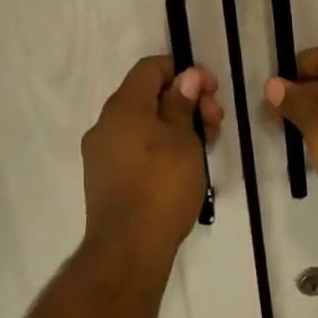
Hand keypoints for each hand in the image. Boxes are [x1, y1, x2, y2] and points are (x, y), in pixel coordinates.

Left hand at [81, 55, 222, 263]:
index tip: (211, 90)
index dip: (183, 71)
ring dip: (176, 125)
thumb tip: (186, 78)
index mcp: (123, 106)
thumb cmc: (162, 185)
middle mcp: (106, 124)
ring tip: (206, 146)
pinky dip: (160, 145)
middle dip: (185, 101)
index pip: (151, 68)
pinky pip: (135, 147)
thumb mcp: (184, 139)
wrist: (128, 250)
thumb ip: (183, 103)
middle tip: (215, 122)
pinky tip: (184, 165)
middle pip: (148, 96)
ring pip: (143, 123)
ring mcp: (102, 153)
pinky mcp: (105, 178)